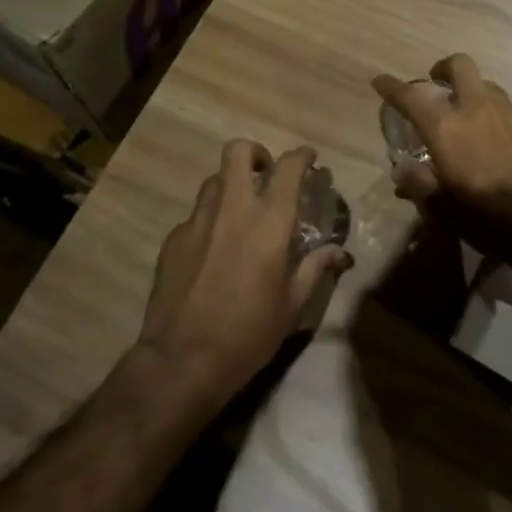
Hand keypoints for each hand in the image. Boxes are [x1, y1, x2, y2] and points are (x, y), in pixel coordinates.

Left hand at [139, 140, 349, 407]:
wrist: (183, 360)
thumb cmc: (249, 333)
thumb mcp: (293, 305)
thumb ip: (315, 269)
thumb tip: (338, 253)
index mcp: (269, 221)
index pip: (288, 167)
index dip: (302, 156)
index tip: (310, 160)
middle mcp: (232, 209)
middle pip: (238, 151)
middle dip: (256, 154)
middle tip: (267, 174)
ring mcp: (197, 221)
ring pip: (214, 180)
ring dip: (231, 185)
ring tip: (241, 212)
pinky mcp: (173, 240)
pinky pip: (195, 215)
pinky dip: (210, 220)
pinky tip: (214, 250)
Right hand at [372, 54, 511, 253]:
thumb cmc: (487, 218)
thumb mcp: (443, 210)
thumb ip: (420, 186)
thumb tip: (403, 174)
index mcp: (446, 129)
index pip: (410, 97)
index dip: (392, 87)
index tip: (381, 81)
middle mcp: (477, 109)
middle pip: (460, 66)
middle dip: (445, 68)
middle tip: (438, 83)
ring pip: (489, 87)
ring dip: (475, 94)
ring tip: (473, 118)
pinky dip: (501, 122)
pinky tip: (505, 146)